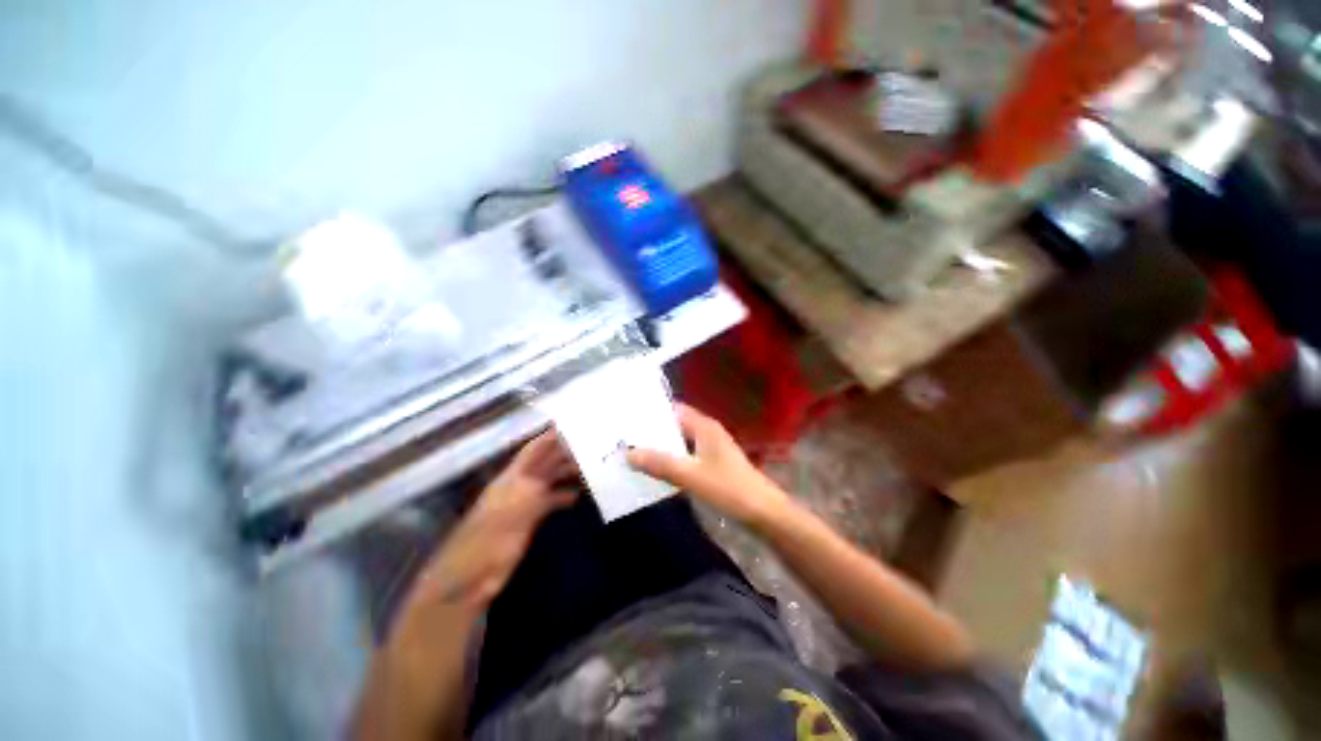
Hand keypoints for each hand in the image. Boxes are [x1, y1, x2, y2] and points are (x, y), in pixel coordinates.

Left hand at [408, 431, 577, 612]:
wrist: (470, 577)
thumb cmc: (487, 542)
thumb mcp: (512, 512)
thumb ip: (533, 491)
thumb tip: (552, 476)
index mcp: (511, 478)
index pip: (533, 450)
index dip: (549, 437)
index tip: (570, 427)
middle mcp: (518, 486)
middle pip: (544, 463)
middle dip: (564, 453)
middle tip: (589, 446)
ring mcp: (523, 503)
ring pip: (548, 481)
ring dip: (566, 473)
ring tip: (588, 468)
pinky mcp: (528, 520)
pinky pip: (549, 502)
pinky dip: (563, 496)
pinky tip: (576, 496)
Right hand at [626, 404, 790, 528]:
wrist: (763, 512)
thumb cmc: (729, 488)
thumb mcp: (691, 476)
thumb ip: (660, 464)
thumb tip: (628, 453)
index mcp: (704, 426)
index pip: (673, 409)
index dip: (651, 411)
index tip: (627, 416)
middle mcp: (707, 431)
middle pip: (675, 424)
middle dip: (652, 430)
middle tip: (623, 435)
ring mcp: (710, 448)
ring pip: (679, 441)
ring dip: (660, 446)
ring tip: (632, 450)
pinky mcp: (712, 464)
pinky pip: (686, 455)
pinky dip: (671, 458)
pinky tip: (655, 469)